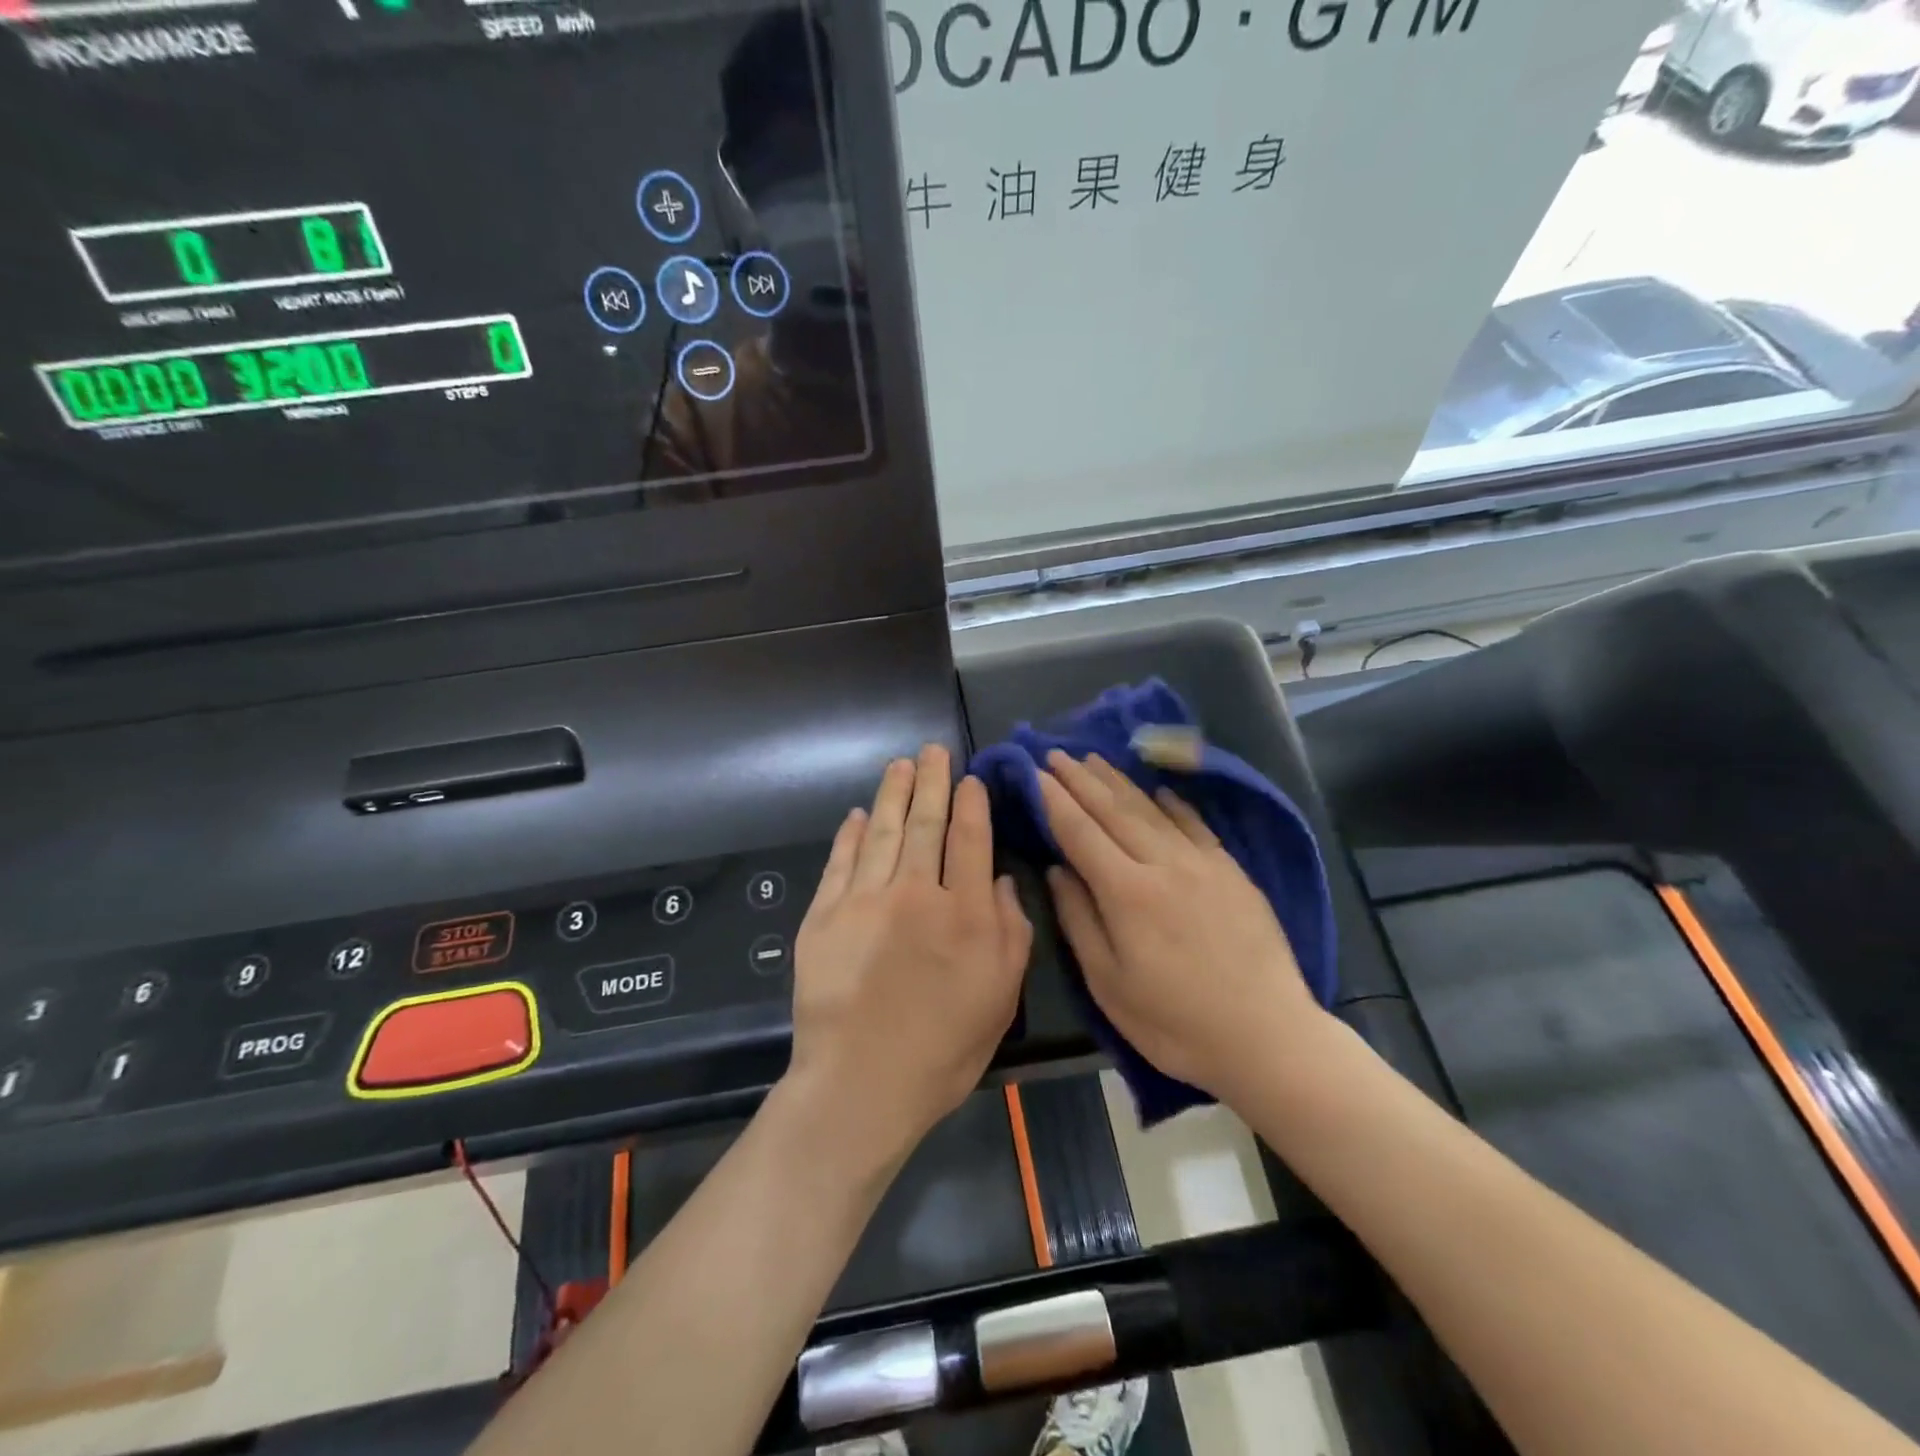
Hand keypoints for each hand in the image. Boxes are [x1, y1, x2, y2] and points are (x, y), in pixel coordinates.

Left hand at [789, 745, 1033, 1157]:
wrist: (860, 1083)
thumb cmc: (943, 1048)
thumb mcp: (1000, 997)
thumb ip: (1010, 931)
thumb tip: (997, 880)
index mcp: (963, 912)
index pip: (969, 840)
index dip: (971, 804)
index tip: (970, 779)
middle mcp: (914, 893)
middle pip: (925, 824)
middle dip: (931, 783)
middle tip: (932, 751)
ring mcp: (863, 900)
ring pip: (883, 832)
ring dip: (892, 795)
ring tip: (900, 765)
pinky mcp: (824, 915)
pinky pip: (840, 861)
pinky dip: (850, 834)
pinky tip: (857, 815)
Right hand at [1038, 752, 1328, 1101]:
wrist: (1268, 1038)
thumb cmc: (1175, 1023)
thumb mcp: (1110, 984)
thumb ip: (1080, 921)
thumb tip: (1058, 869)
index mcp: (1126, 893)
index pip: (1080, 832)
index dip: (1054, 800)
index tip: (1034, 773)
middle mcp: (1163, 864)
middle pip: (1113, 811)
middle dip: (1080, 780)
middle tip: (1056, 753)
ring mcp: (1202, 864)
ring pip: (1152, 810)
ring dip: (1119, 782)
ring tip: (1094, 759)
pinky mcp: (1232, 872)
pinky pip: (1196, 825)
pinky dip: (1173, 803)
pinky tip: (1158, 791)